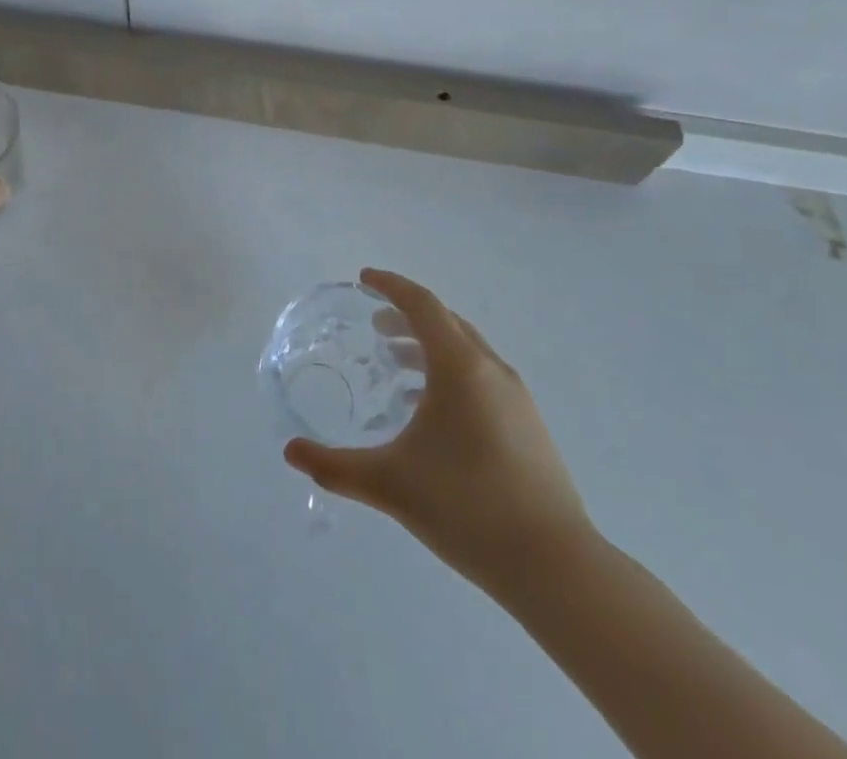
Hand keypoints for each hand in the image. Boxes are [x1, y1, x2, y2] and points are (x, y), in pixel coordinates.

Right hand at [284, 269, 594, 600]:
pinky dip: (450, 375)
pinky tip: (431, 415)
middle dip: (408, 316)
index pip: (422, 304)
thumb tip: (290, 453)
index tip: (364, 279)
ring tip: (397, 368)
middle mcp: (491, 370)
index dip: (391, 286)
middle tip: (375, 327)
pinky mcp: (529, 426)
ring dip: (429, 347)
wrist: (555, 567)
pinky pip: (482, 378)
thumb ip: (335, 467)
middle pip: (446, 323)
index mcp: (460, 366)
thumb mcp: (390, 484)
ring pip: (467, 352)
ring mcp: (516, 399)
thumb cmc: (466, 507)